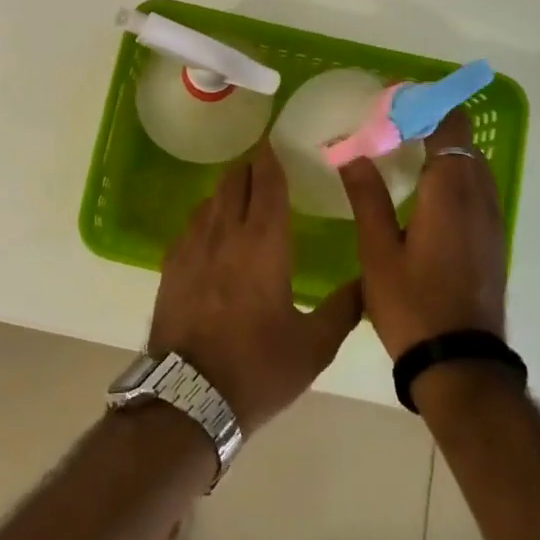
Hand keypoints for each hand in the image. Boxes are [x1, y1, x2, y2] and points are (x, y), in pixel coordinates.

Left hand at [149, 140, 363, 433]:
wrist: (189, 397)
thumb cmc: (258, 369)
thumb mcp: (314, 346)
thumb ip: (345, 308)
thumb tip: (368, 280)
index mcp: (264, 245)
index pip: (268, 185)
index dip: (272, 159)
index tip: (276, 141)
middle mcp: (225, 234)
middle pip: (234, 183)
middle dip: (250, 167)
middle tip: (264, 162)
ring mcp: (192, 248)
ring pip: (210, 201)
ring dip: (228, 190)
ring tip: (242, 192)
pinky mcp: (171, 266)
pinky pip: (191, 225)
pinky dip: (207, 216)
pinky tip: (213, 229)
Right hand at [338, 109, 507, 359]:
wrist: (460, 364)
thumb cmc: (412, 305)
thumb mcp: (377, 251)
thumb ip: (367, 196)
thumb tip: (350, 152)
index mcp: (449, 195)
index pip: (450, 129)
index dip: (427, 107)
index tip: (395, 99)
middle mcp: (478, 200)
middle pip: (464, 144)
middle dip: (432, 125)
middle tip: (390, 124)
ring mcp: (490, 222)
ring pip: (473, 168)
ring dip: (445, 150)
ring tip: (404, 150)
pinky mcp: (491, 242)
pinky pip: (476, 190)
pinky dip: (454, 175)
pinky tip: (424, 191)